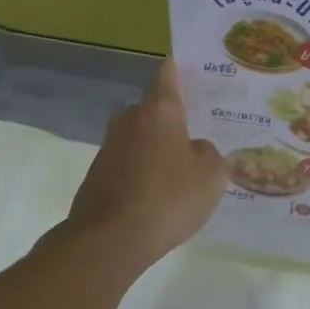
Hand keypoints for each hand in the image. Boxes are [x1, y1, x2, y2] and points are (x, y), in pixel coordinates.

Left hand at [63, 59, 225, 273]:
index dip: (181, 70)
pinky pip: (130, 164)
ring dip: (158, 149)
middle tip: (200, 131)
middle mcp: (130, 119)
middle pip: (154, 109)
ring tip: (183, 169)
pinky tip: (160, 194)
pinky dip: (144, 172)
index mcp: (159, 110)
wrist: (110, 239)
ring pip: (141, 138)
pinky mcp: (98, 174)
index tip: (193, 69)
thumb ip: (209, 153)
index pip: (168, 75)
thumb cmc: (168, 198)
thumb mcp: (211, 175)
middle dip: (174, 118)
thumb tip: (194, 149)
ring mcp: (109, 147)